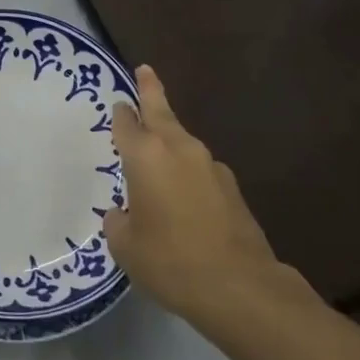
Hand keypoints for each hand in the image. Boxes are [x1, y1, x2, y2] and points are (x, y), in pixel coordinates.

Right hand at [103, 65, 286, 322]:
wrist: (241, 288)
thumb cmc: (170, 261)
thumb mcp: (126, 246)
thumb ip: (119, 222)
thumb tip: (123, 214)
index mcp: (146, 156)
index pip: (126, 123)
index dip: (120, 113)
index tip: (118, 104)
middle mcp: (178, 150)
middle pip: (161, 111)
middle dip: (151, 90)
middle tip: (144, 71)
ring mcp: (210, 167)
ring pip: (183, 142)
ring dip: (170, 141)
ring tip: (157, 158)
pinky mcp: (232, 189)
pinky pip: (200, 171)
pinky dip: (188, 174)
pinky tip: (184, 199)